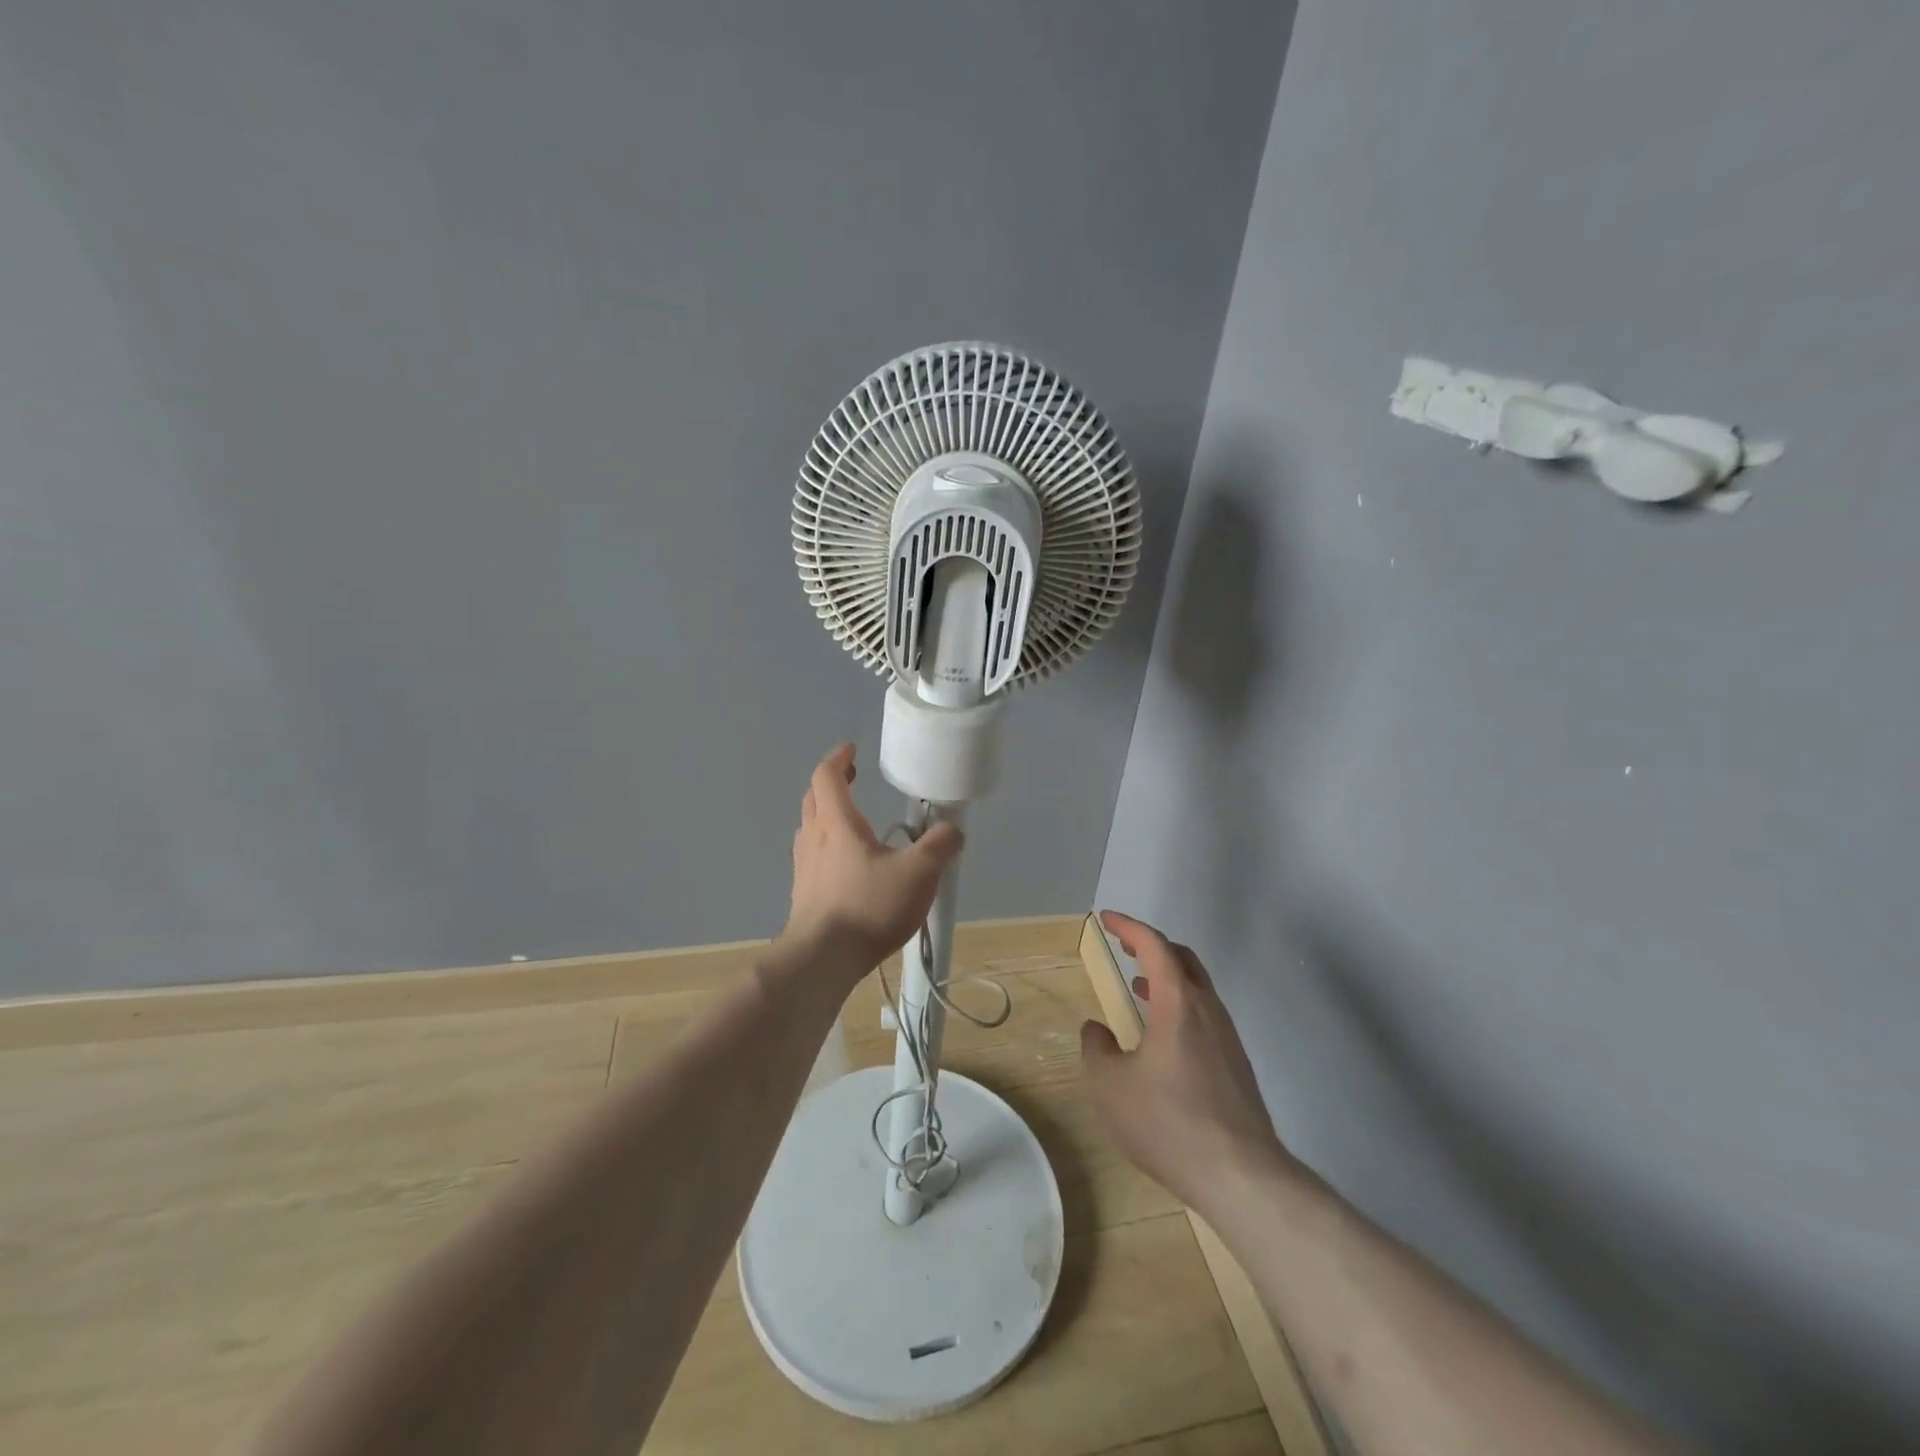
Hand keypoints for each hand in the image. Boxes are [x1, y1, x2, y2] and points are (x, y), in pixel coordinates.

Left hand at [782, 744, 963, 975]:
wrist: (822, 959)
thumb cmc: (868, 906)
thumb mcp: (918, 873)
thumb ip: (939, 846)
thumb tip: (951, 830)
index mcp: (837, 823)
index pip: (827, 776)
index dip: (838, 759)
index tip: (852, 750)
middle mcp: (813, 838)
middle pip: (814, 798)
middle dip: (832, 784)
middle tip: (853, 779)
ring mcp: (803, 867)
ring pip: (810, 828)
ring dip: (827, 815)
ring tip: (853, 822)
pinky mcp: (803, 894)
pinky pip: (812, 856)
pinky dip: (827, 846)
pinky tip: (848, 866)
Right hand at [1080, 910, 1291, 1213]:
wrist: (1240, 1176)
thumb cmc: (1167, 1121)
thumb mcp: (1109, 1085)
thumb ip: (1096, 1049)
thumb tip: (1097, 1031)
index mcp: (1178, 1002)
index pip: (1155, 945)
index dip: (1129, 926)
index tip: (1107, 919)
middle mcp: (1208, 1010)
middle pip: (1183, 959)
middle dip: (1152, 946)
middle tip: (1125, 945)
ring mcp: (1228, 1038)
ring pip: (1197, 989)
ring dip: (1166, 978)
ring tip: (1138, 986)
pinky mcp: (1237, 1066)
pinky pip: (1204, 1017)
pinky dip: (1179, 1006)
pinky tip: (1162, 1038)